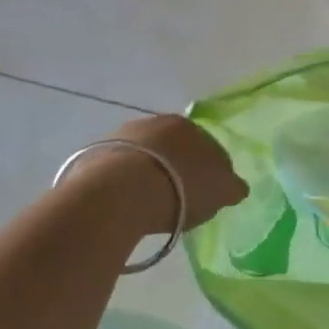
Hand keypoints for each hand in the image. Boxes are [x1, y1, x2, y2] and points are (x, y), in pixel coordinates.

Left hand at [67, 114, 247, 233]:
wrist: (119, 193)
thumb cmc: (180, 188)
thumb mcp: (220, 191)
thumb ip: (231, 186)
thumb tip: (237, 187)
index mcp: (188, 126)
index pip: (206, 145)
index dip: (209, 170)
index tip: (206, 194)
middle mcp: (153, 123)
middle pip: (171, 149)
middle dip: (175, 168)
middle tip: (177, 198)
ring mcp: (120, 138)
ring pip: (141, 158)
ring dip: (146, 175)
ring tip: (147, 206)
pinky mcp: (92, 157)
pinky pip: (115, 173)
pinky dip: (122, 186)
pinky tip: (124, 206)